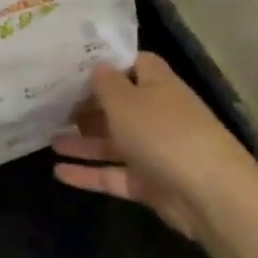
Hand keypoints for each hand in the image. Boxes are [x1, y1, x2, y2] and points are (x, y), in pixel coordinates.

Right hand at [52, 52, 257, 240]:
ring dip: (82, 141)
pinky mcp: (149, 183)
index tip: (74, 66)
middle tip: (51, 104)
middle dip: (88, 105)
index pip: (135, 64)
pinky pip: (113, 174)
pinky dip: (87, 174)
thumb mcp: (125, 101)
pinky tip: (57, 173)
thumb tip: (96, 66)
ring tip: (48, 138)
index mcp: (158, 86)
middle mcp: (157, 115)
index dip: (108, 63)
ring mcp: (154, 151)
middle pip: (119, 105)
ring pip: (112, 142)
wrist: (209, 194)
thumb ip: (105, 83)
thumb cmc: (163, 134)